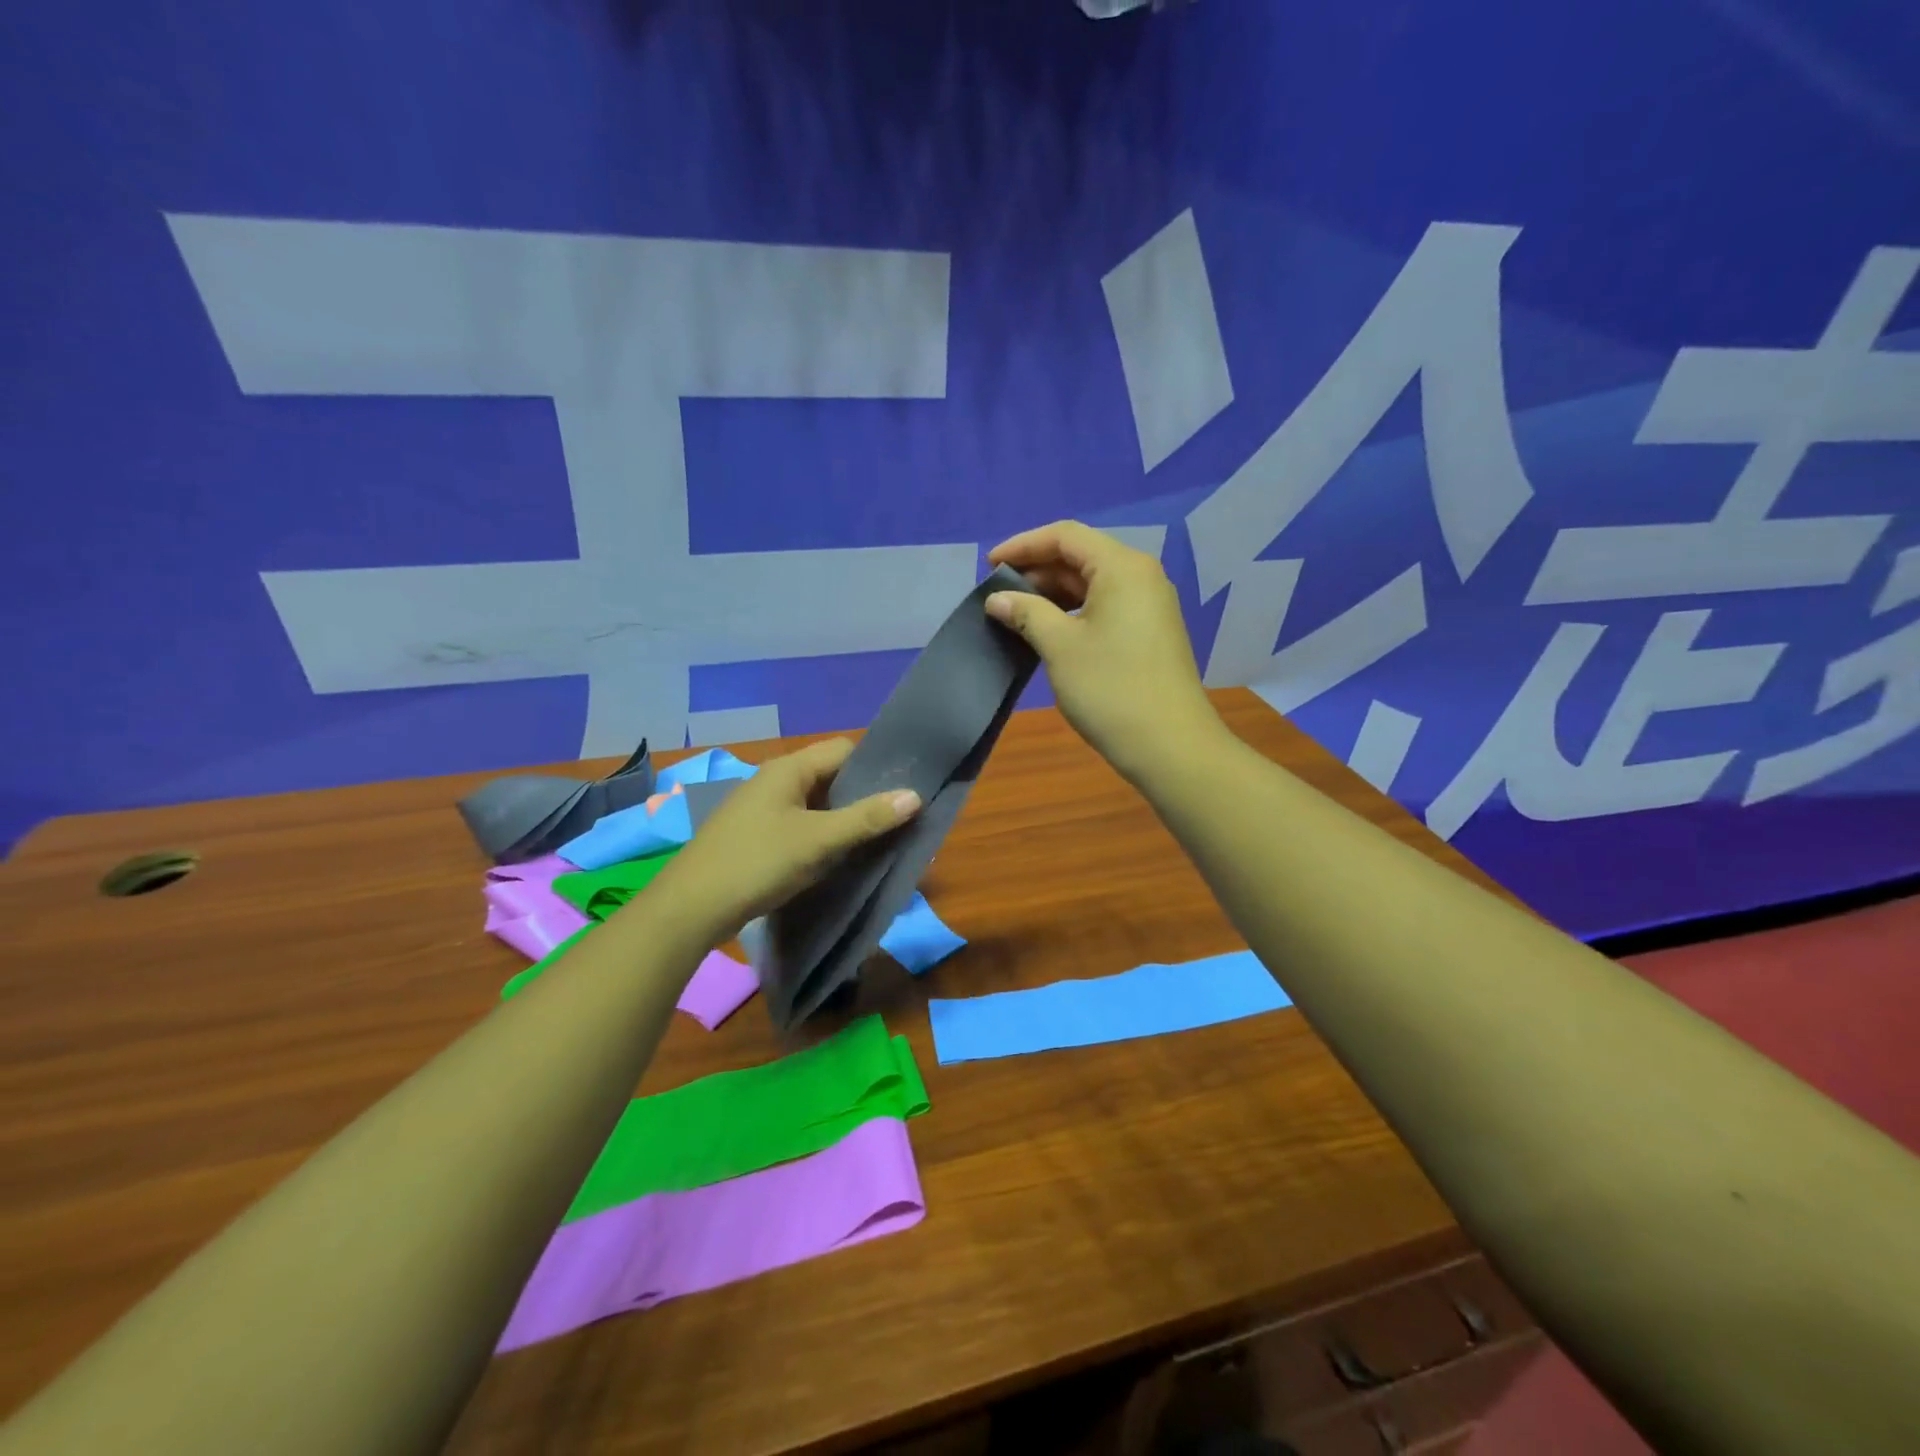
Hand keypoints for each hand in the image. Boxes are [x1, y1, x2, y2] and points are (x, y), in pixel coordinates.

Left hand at [648, 739, 919, 941]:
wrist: (691, 908)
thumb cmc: (758, 863)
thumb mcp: (819, 841)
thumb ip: (867, 818)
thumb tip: (914, 795)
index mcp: (788, 769)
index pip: (844, 749)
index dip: (875, 766)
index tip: (904, 791)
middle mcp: (774, 780)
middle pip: (831, 776)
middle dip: (863, 796)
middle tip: (896, 821)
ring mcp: (761, 808)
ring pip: (816, 804)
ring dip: (843, 819)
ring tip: (873, 842)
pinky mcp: (755, 835)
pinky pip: (799, 825)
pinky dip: (821, 836)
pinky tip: (835, 859)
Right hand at [987, 520, 1220, 780]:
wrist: (1169, 745)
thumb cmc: (1110, 689)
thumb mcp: (1060, 647)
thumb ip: (1026, 613)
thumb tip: (997, 599)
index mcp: (1122, 568)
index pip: (1065, 536)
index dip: (1023, 545)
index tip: (989, 565)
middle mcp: (1140, 576)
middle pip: (1081, 556)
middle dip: (1037, 570)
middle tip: (998, 594)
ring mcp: (1149, 604)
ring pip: (1093, 583)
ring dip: (1053, 594)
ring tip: (1016, 613)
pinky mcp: (1150, 631)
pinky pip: (1105, 605)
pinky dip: (1074, 611)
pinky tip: (1049, 631)